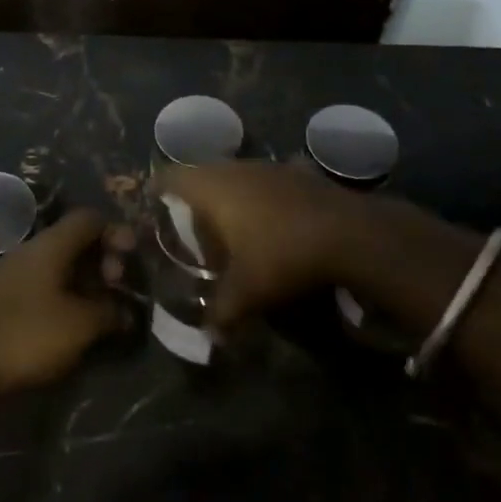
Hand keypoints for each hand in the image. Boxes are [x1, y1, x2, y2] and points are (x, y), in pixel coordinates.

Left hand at [0, 210, 129, 399]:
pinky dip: (64, 294)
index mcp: (52, 245)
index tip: (131, 259)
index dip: (116, 232)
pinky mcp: (3, 297)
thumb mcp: (79, 327)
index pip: (90, 219)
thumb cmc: (26, 336)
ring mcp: (13, 273)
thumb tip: (126, 312)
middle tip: (117, 287)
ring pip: (59, 264)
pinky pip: (43, 283)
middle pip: (75, 240)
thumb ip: (110, 314)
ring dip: (84, 280)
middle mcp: (32, 250)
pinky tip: (70, 323)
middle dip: (102, 259)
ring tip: (100, 310)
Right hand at [157, 162, 410, 328]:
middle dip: (195, 198)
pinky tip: (273, 220)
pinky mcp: (298, 172)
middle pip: (202, 175)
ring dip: (231, 196)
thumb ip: (220, 312)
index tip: (151, 204)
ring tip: (232, 226)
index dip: (157, 189)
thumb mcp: (246, 292)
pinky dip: (264, 197)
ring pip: (237, 175)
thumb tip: (208, 335)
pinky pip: (268, 181)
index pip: (170, 177)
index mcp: (212, 188)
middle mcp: (235, 168)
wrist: (348, 233)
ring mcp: (269, 166)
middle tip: (191, 226)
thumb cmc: (281, 255)